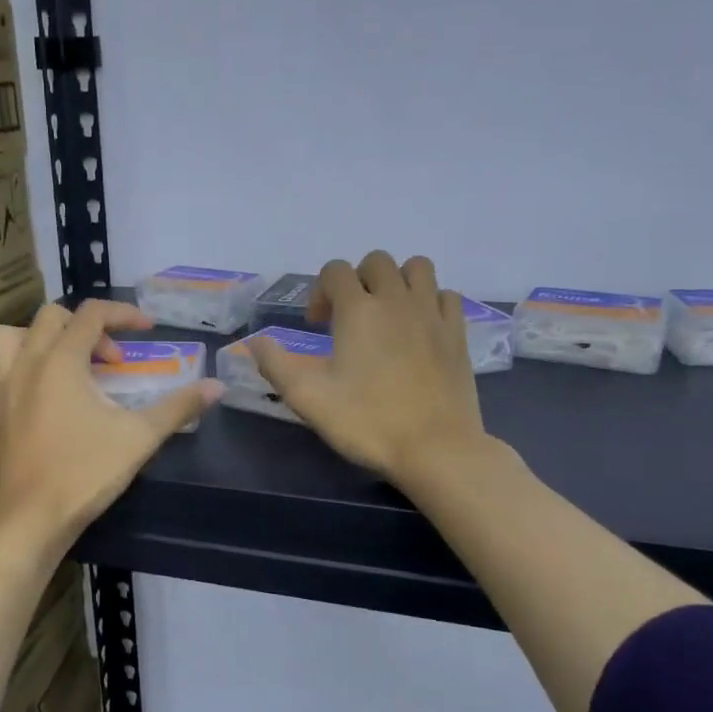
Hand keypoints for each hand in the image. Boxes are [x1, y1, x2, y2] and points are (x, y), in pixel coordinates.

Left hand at [0, 300, 222, 557]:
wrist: (26, 521)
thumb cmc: (84, 474)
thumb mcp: (139, 438)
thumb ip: (178, 407)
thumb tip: (216, 387)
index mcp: (60, 361)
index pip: (91, 314)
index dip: (124, 314)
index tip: (148, 329)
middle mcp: (24, 365)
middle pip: (50, 318)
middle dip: (87, 328)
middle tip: (113, 362)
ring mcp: (0, 390)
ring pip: (12, 338)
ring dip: (43, 340)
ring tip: (70, 367)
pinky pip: (2, 372)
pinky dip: (26, 369)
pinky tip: (48, 403)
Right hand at [249, 252, 487, 486]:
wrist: (435, 449)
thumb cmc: (368, 423)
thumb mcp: (308, 399)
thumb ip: (275, 366)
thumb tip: (254, 342)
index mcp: (358, 310)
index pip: (335, 271)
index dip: (320, 292)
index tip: (318, 326)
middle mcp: (397, 300)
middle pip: (377, 262)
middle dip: (357, 280)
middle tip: (349, 318)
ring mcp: (432, 313)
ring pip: (417, 268)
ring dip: (397, 281)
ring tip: (387, 314)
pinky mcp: (458, 333)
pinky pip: (445, 295)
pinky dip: (430, 300)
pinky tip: (420, 328)